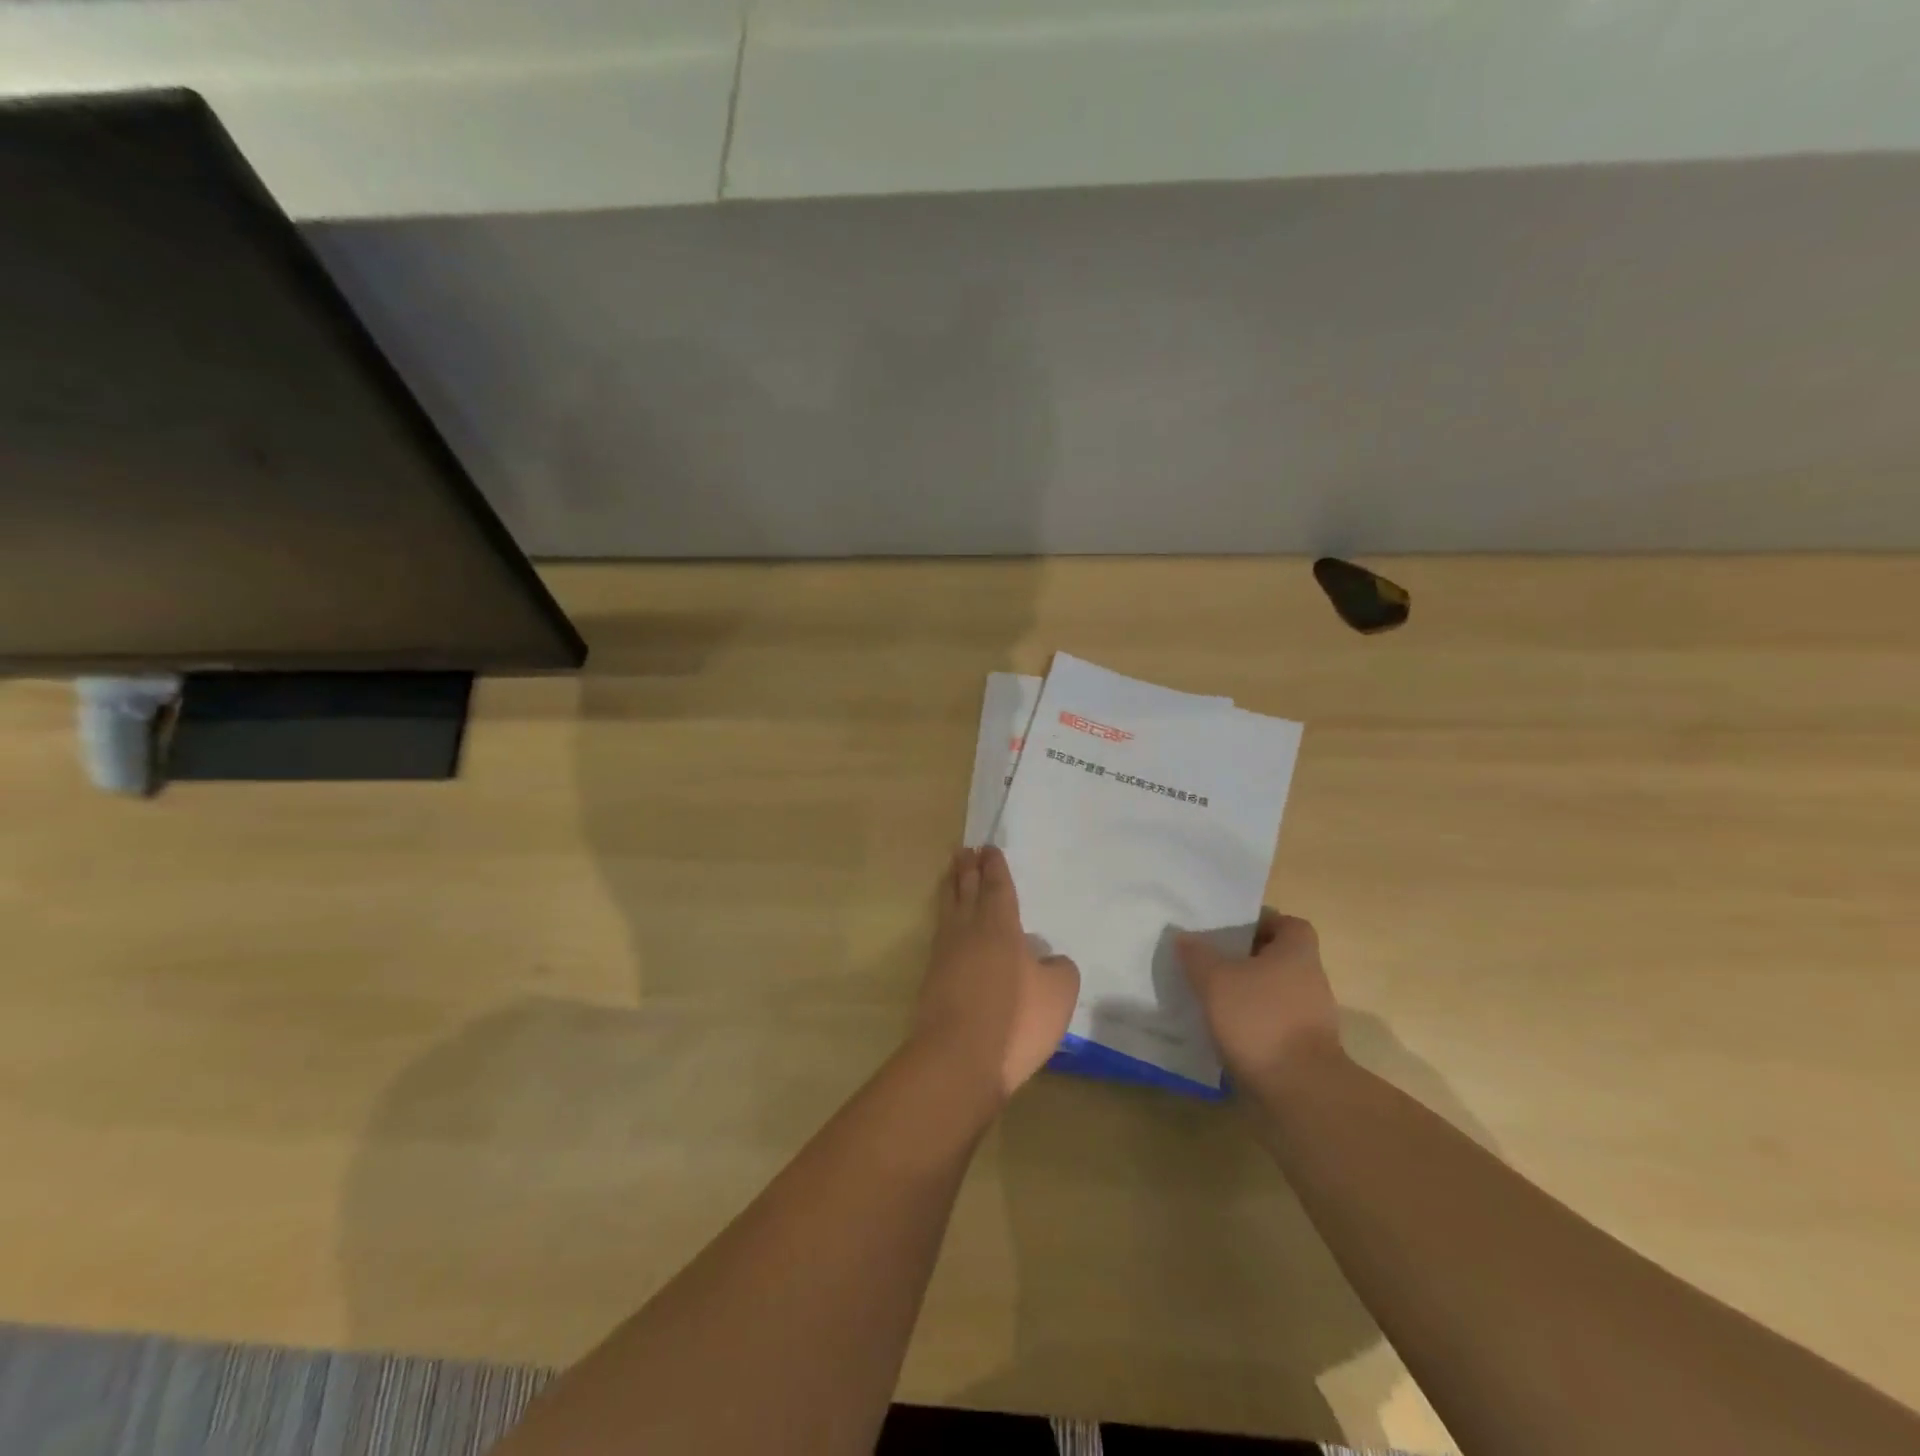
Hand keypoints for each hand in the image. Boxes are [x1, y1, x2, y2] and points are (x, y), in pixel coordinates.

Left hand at [911, 847, 1079, 1103]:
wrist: (958, 1060)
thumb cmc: (1016, 1021)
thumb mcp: (1058, 994)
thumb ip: (1059, 969)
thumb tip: (1048, 959)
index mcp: (1000, 926)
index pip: (997, 886)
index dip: (995, 867)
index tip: (988, 849)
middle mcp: (969, 931)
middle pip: (966, 890)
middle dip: (967, 869)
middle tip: (964, 850)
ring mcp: (945, 954)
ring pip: (948, 909)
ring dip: (951, 888)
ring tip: (951, 874)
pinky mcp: (931, 978)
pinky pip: (940, 934)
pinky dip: (945, 918)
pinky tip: (950, 927)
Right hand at [1177, 910, 1342, 1089]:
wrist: (1300, 1091)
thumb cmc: (1259, 1019)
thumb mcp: (1215, 980)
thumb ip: (1197, 955)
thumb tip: (1185, 937)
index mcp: (1298, 953)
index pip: (1288, 924)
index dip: (1261, 923)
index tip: (1230, 932)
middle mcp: (1311, 980)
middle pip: (1279, 959)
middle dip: (1247, 960)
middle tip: (1211, 962)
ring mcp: (1311, 1018)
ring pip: (1275, 993)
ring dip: (1248, 994)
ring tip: (1211, 998)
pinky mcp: (1305, 1050)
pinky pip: (1274, 1024)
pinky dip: (1253, 1024)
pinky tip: (1224, 1031)